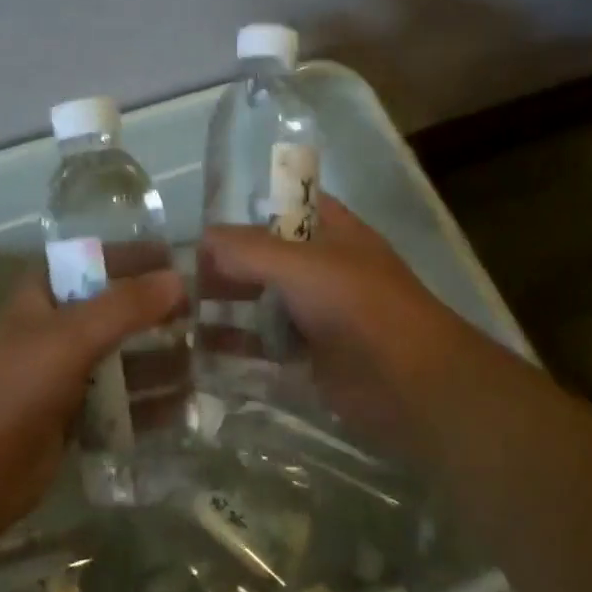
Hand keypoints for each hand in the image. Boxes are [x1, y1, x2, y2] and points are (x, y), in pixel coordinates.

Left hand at [0, 268, 185, 538]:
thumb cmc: (14, 387)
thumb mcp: (71, 336)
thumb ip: (125, 305)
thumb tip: (178, 279)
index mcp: (44, 293)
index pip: (97, 260)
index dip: (138, 258)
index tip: (184, 262)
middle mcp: (57, 326)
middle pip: (117, 310)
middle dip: (159, 313)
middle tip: (208, 317)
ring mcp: (65, 372)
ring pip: (123, 357)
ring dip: (161, 359)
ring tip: (207, 363)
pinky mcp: (75, 414)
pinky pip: (121, 399)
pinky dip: (150, 401)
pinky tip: (186, 406)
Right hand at [200, 197, 496, 452]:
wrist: (411, 385)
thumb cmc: (359, 306)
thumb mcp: (300, 265)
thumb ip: (248, 249)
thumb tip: (203, 238)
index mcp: (332, 231)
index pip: (285, 206)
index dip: (248, 210)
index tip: (203, 226)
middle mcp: (325, 267)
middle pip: (267, 258)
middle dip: (227, 267)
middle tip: (179, 281)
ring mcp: (319, 314)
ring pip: (265, 304)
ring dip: (228, 310)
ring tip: (179, 319)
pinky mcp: (313, 358)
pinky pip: (268, 348)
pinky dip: (240, 351)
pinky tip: (203, 356)